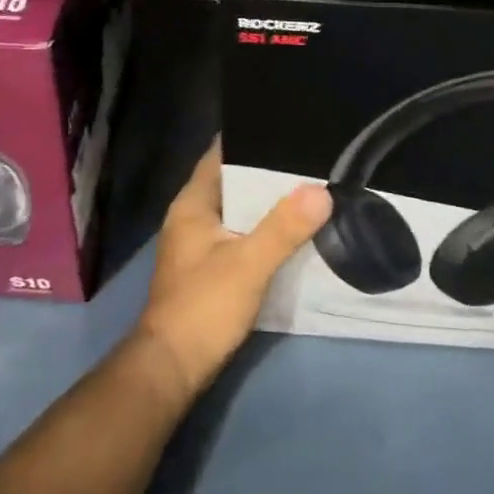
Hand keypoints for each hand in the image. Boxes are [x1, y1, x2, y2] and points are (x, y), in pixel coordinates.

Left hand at [132, 140, 330, 402]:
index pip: (220, 155)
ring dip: (267, 203)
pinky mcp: (210, 268)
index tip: (285, 126)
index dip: (249, 138)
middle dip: (267, 172)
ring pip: (239, 210)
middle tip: (308, 157)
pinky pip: (241, 234)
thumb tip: (321, 190)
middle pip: (233, 182)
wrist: (172, 367)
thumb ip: (284, 227)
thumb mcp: (248, 264)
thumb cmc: (204, 306)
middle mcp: (192, 217)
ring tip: (309, 187)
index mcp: (192, 204)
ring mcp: (200, 244)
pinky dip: (263, 229)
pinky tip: (293, 230)